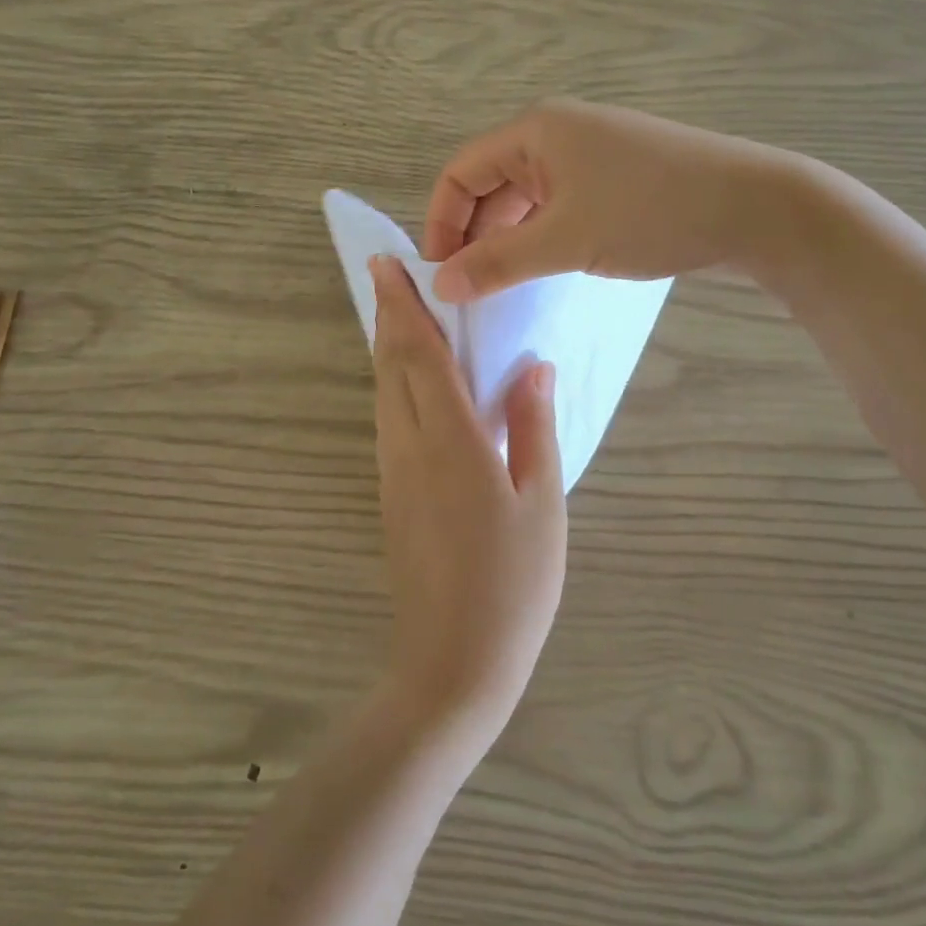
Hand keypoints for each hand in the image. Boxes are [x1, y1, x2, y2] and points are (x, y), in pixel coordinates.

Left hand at [370, 256, 566, 745]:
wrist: (454, 660)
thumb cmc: (513, 582)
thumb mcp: (541, 502)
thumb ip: (533, 428)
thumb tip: (533, 368)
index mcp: (450, 442)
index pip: (419, 356)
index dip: (404, 308)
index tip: (388, 265)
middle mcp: (409, 447)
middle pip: (390, 367)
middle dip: (388, 316)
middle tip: (389, 275)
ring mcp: (394, 472)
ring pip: (383, 393)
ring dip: (387, 348)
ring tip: (400, 314)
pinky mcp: (391, 493)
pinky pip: (388, 420)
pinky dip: (393, 384)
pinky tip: (411, 381)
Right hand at [423, 98, 805, 301]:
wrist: (757, 208)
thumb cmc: (651, 212)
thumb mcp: (565, 240)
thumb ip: (497, 263)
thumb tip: (439, 286)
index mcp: (535, 131)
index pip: (460, 173)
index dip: (441, 223)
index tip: (440, 275)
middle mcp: (556, 134)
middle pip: (491, 185)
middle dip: (473, 235)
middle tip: (469, 289)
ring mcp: (589, 155)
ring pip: (526, 200)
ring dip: (507, 240)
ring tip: (502, 287)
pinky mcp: (615, 178)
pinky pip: (558, 206)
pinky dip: (541, 237)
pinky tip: (543, 271)